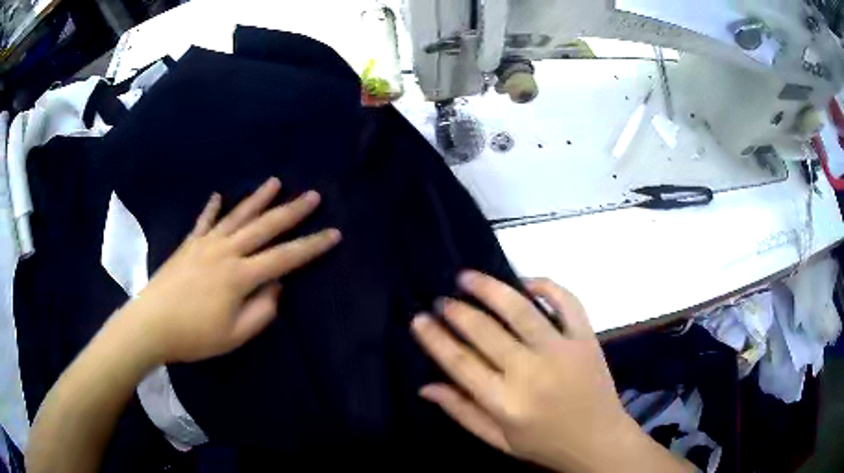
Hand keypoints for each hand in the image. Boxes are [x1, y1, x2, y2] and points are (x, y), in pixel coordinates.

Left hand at [116, 177, 340, 364]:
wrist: (151, 324)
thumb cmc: (194, 335)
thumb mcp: (234, 335)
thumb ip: (261, 311)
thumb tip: (276, 287)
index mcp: (240, 276)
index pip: (285, 257)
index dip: (312, 246)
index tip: (334, 233)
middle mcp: (226, 252)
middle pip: (264, 227)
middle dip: (292, 211)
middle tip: (313, 196)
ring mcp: (206, 244)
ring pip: (237, 216)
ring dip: (258, 199)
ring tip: (275, 182)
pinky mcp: (189, 245)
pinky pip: (204, 222)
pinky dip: (211, 208)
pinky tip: (217, 196)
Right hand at [412, 272, 687, 472]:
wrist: (598, 440)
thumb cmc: (545, 444)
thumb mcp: (498, 439)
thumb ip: (461, 412)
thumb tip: (425, 386)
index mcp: (506, 402)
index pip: (460, 363)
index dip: (435, 338)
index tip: (419, 318)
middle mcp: (531, 373)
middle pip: (485, 332)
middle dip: (457, 311)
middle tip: (442, 299)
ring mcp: (562, 351)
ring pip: (522, 310)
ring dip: (491, 289)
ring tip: (468, 277)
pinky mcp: (586, 339)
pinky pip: (567, 302)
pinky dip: (546, 286)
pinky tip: (526, 282)